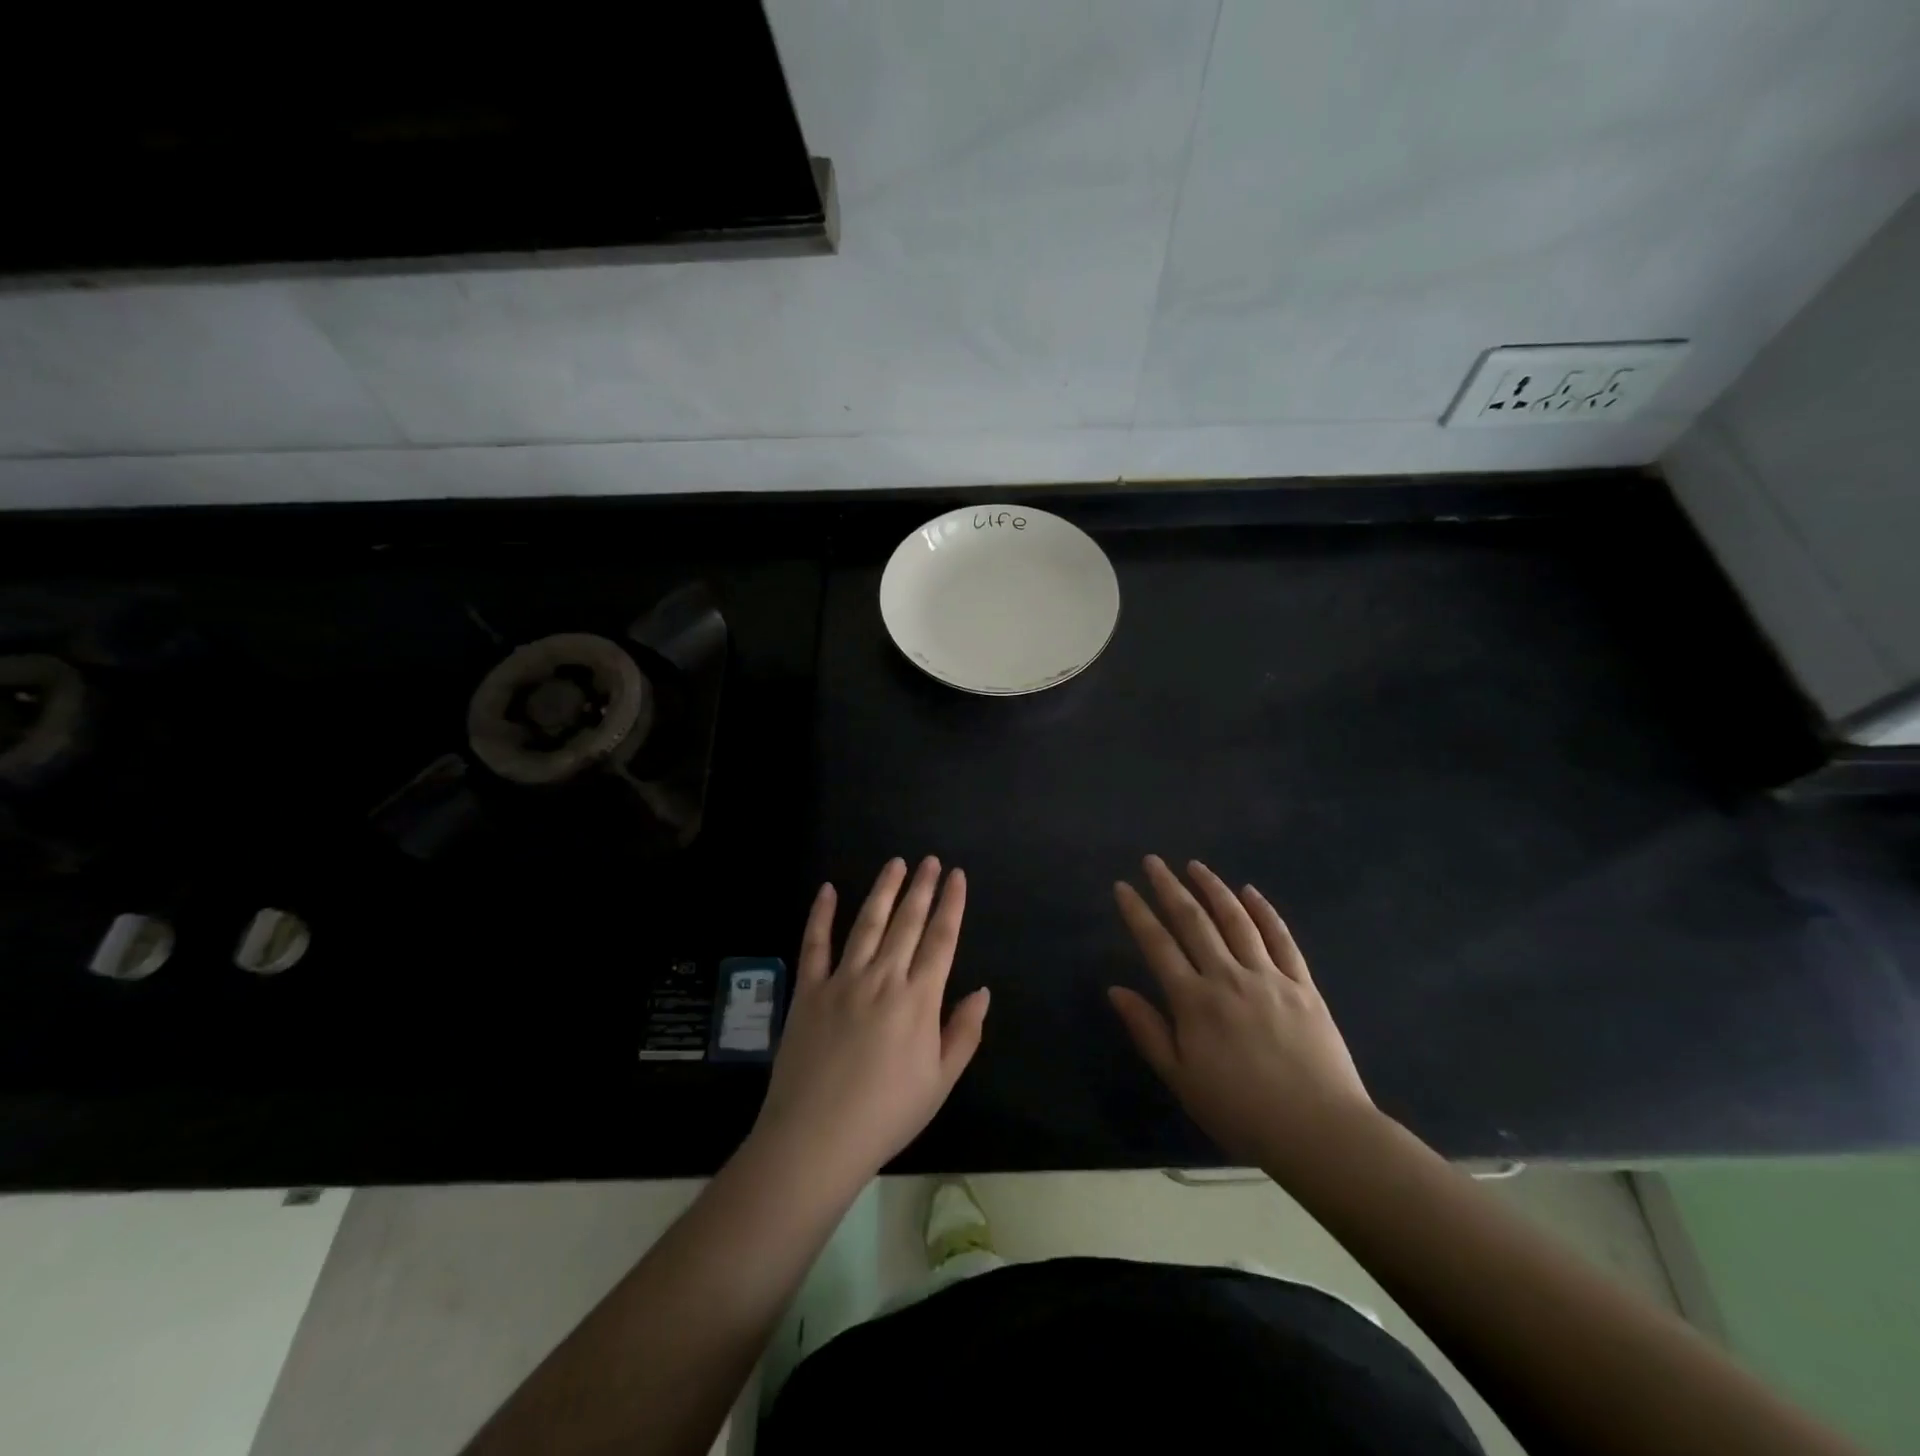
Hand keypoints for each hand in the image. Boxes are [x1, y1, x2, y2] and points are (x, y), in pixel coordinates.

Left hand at [752, 857, 989, 1190]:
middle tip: (929, 861)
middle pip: (907, 923)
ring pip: (867, 923)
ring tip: (896, 864)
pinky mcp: (808, 990)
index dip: (951, 905)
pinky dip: (821, 915)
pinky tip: (828, 890)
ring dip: (884, 890)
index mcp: (918, 999)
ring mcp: (842, 980)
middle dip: (921, 888)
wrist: (817, 1138)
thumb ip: (964, 1032)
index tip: (956, 876)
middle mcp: (883, 978)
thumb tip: (982, 991)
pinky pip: (815, 944)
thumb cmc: (887, 1114)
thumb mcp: (940, 1081)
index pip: (941, 940)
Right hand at [1109, 855, 1374, 1168]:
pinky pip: (1281, 939)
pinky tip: (1250, 892)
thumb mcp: (1181, 1079)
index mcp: (1194, 1001)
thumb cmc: (1241, 1112)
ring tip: (1195, 866)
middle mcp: (1227, 977)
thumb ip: (1148, 1030)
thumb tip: (1115, 989)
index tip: (1122, 886)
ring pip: (1236, 920)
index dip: (1137, 912)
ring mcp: (1268, 977)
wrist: (1319, 1131)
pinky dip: (1264, 912)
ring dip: (1213, 888)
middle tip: (1153, 861)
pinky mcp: (1303, 985)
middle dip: (1169, 887)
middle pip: (1193, 921)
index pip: (1157, 944)